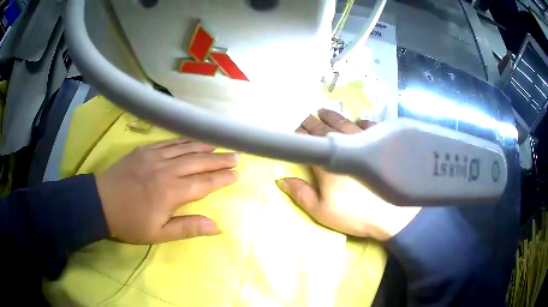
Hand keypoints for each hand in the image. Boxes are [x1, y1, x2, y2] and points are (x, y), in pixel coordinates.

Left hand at [96, 139, 238, 243]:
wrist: (100, 203)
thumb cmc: (130, 222)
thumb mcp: (159, 234)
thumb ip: (188, 228)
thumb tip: (217, 227)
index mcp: (171, 192)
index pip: (204, 183)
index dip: (222, 178)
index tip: (236, 174)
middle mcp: (166, 169)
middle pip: (199, 162)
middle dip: (219, 159)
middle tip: (235, 156)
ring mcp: (154, 156)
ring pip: (185, 148)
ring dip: (204, 147)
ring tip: (219, 145)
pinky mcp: (144, 150)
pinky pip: (168, 143)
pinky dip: (183, 141)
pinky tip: (191, 140)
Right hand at [276, 109, 420, 240]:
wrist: (391, 215)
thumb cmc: (354, 214)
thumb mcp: (321, 211)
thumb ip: (301, 194)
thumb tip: (281, 180)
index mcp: (326, 161)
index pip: (307, 141)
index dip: (298, 134)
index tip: (293, 129)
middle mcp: (344, 145)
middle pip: (323, 129)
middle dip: (311, 122)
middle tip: (303, 116)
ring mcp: (364, 141)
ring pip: (343, 122)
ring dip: (331, 116)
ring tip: (322, 111)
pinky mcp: (381, 142)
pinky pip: (368, 125)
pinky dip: (360, 122)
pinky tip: (357, 121)